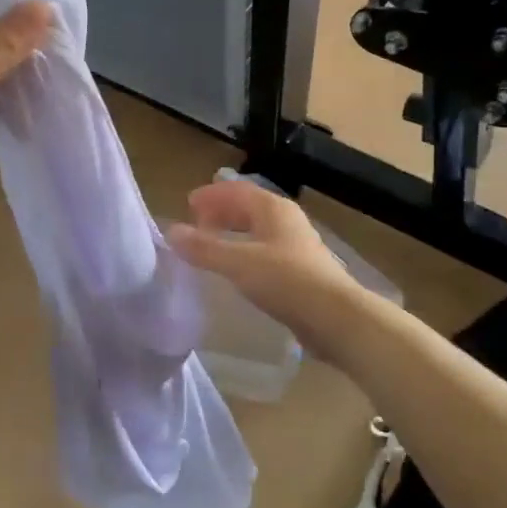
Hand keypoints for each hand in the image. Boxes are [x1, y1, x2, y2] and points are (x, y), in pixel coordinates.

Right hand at [167, 180, 368, 357]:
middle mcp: (286, 220)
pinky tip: (236, 270)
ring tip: (211, 247)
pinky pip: (264, 250)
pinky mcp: (300, 269)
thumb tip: (171, 232)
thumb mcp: (238, 262)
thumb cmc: (286, 280)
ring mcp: (296, 244)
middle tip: (196, 226)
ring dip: (232, 233)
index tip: (187, 205)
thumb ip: (204, 248)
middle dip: (220, 212)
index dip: (211, 195)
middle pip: (247, 207)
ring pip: (257, 229)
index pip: (236, 190)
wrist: (335, 317)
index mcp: (272, 208)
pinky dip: (244, 251)